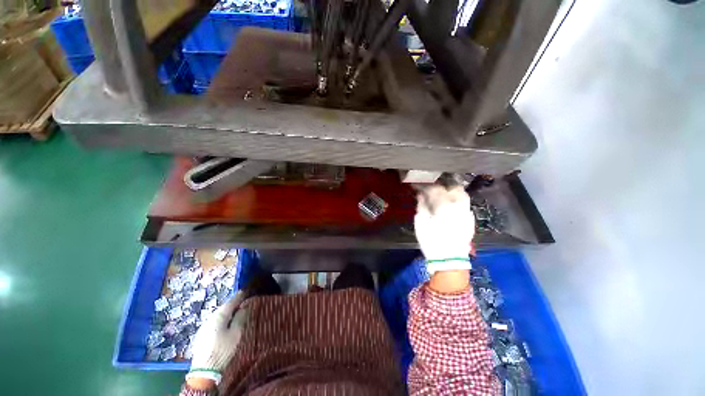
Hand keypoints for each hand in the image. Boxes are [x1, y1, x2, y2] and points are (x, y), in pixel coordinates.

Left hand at [186, 292, 248, 386]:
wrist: (204, 369)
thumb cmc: (223, 349)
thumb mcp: (236, 333)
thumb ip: (240, 317)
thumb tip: (244, 306)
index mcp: (220, 315)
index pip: (232, 301)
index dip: (240, 296)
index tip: (246, 291)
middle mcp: (210, 317)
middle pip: (224, 307)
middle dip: (233, 304)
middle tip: (243, 302)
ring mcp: (205, 325)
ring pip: (219, 314)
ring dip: (228, 312)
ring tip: (236, 313)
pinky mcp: (202, 333)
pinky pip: (215, 321)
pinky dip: (222, 319)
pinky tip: (226, 324)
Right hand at [414, 185, 474, 274]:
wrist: (449, 260)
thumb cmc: (431, 241)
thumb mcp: (421, 223)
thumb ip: (421, 206)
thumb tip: (421, 194)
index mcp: (444, 206)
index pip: (435, 189)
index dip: (425, 185)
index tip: (418, 185)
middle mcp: (459, 206)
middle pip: (453, 187)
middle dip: (442, 185)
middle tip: (432, 187)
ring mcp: (467, 212)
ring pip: (462, 194)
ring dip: (452, 191)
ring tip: (442, 193)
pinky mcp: (470, 220)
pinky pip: (465, 204)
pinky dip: (457, 200)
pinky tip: (450, 205)